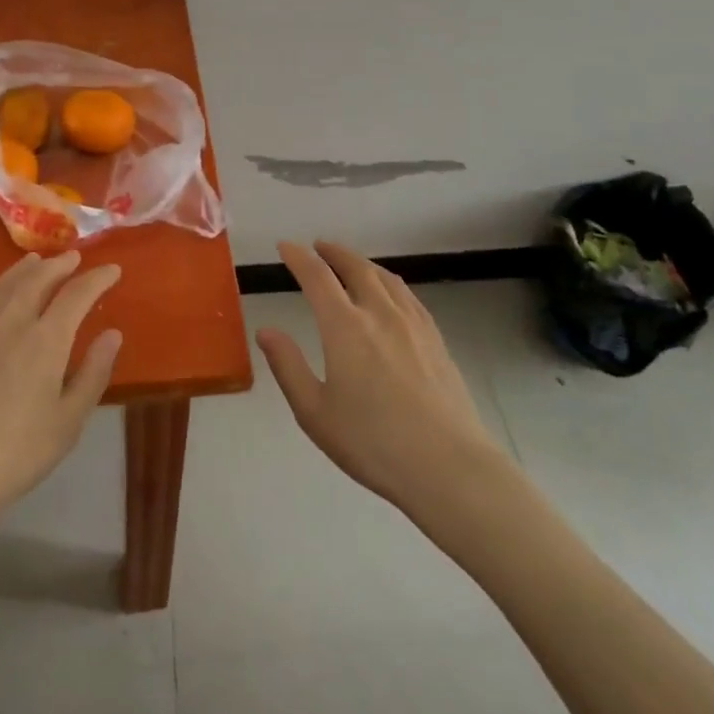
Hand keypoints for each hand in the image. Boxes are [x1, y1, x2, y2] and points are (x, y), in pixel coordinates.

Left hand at [0, 252, 122, 536]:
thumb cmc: (16, 454)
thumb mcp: (68, 421)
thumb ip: (93, 373)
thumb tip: (113, 334)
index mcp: (46, 340)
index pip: (77, 295)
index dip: (97, 279)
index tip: (113, 269)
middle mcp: (11, 323)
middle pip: (37, 279)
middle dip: (59, 265)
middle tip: (73, 257)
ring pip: (4, 285)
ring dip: (24, 269)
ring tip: (36, 260)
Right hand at [259, 241, 504, 512]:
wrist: (448, 466)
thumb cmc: (372, 443)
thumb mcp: (314, 412)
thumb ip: (288, 366)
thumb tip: (266, 331)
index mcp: (345, 326)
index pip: (317, 277)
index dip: (298, 257)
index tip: (286, 246)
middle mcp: (379, 313)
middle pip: (355, 267)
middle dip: (333, 253)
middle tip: (318, 247)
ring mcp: (413, 324)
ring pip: (385, 278)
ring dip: (362, 263)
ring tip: (351, 264)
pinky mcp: (436, 339)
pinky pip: (408, 296)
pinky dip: (390, 282)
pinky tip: (390, 294)